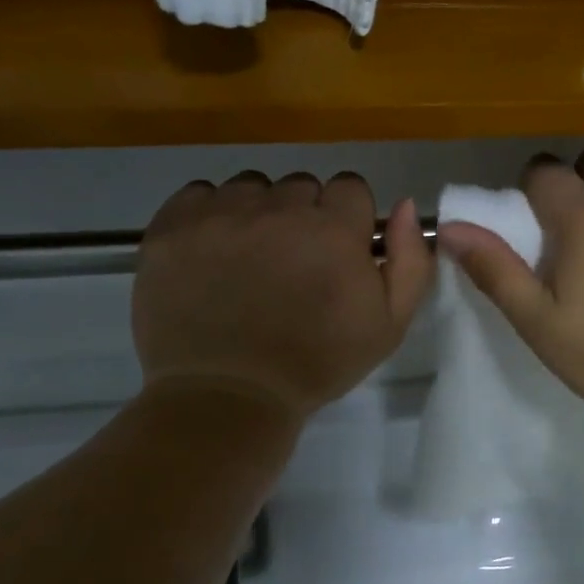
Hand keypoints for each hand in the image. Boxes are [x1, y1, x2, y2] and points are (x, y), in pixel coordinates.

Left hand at [132, 172, 432, 422]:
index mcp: (334, 229)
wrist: (227, 397)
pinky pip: (199, 194)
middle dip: (303, 216)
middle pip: (300, 186)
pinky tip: (211, 251)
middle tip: (292, 262)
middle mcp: (279, 209)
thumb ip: (410, 259)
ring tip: (248, 257)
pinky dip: (209, 215)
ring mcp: (222, 214)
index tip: (336, 250)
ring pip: (251, 187)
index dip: (346, 218)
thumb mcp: (389, 323)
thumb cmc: (317, 363)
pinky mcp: (173, 227)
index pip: (349, 187)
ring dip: (256, 212)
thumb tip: (406, 204)